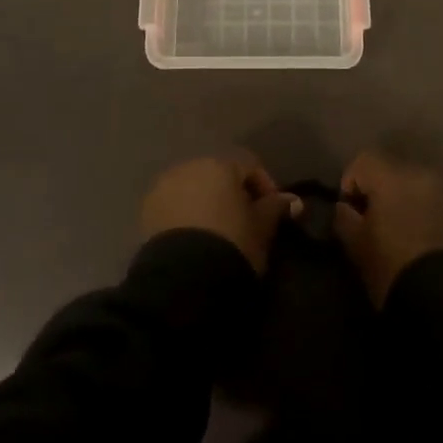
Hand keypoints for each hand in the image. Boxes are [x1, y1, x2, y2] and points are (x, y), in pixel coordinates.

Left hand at [141, 152, 299, 273]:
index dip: (265, 188)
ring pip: (194, 188)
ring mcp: (164, 186)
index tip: (274, 213)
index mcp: (220, 164)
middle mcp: (189, 166)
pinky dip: (186, 215)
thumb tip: (293, 201)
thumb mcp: (262, 228)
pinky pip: (174, 205)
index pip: (250, 166)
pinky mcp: (148, 210)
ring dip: (207, 203)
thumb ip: (276, 208)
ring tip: (218, 233)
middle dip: (233, 194)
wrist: (185, 278)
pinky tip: (195, 238)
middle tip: (246, 223)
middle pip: (218, 174)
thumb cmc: (232, 243)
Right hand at [334, 149, 442, 305]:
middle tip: (379, 223)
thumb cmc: (396, 271)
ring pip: (422, 187)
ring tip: (407, 234)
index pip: (365, 160)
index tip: (351, 210)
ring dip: (411, 202)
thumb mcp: (358, 249)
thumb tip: (345, 208)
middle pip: (396, 170)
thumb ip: (345, 220)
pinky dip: (433, 214)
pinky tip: (430, 243)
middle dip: (384, 191)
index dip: (352, 182)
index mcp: (394, 177)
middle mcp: (426, 174)